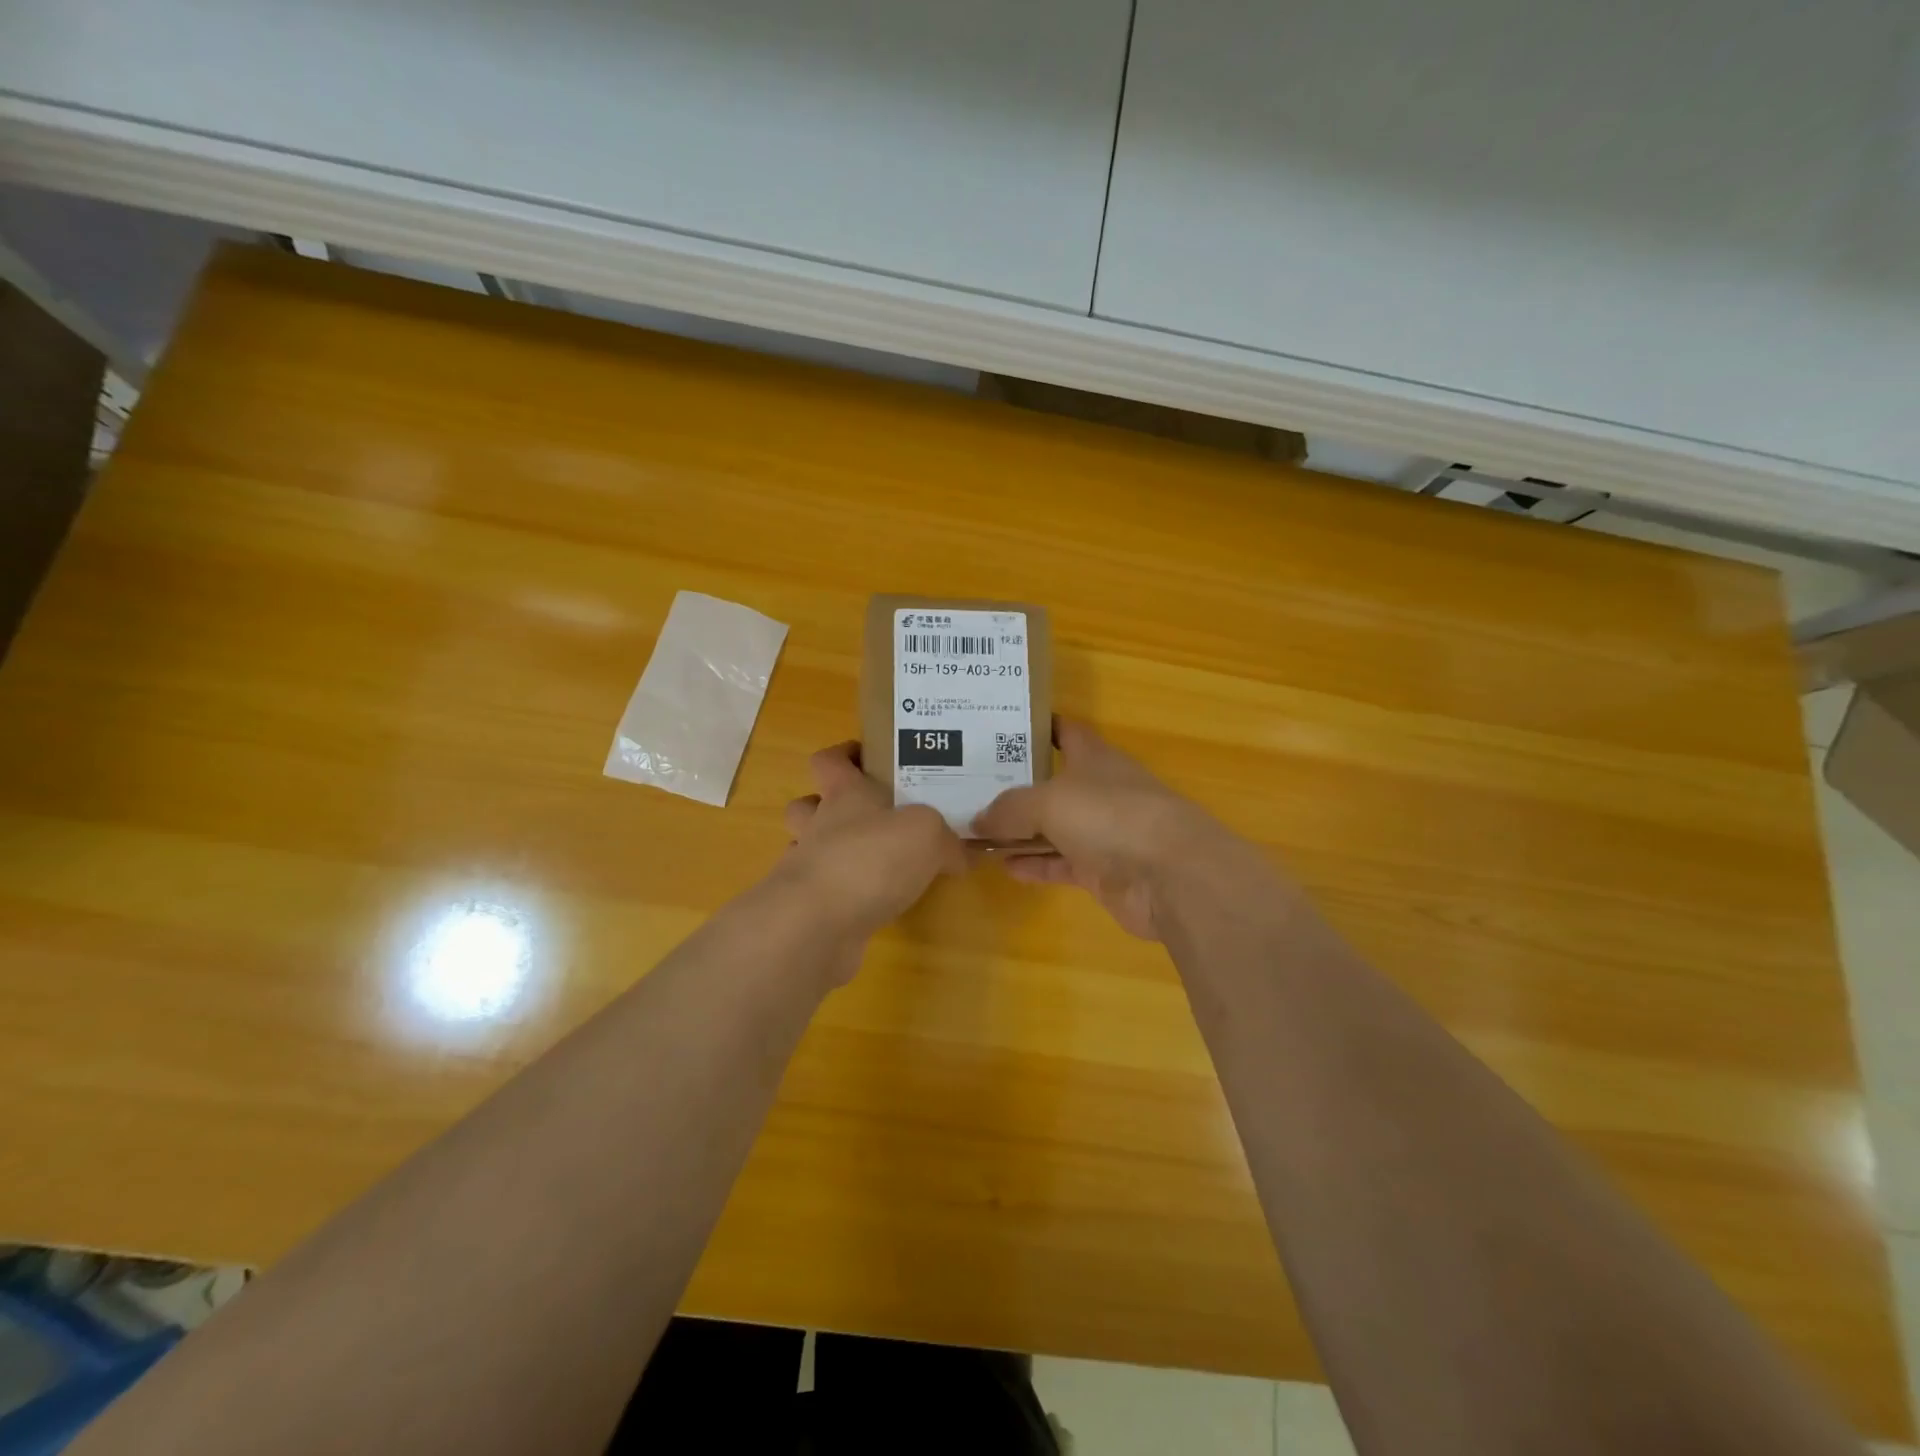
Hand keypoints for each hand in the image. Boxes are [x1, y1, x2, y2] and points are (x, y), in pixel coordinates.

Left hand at [780, 741, 967, 951]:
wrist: (817, 926)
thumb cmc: (870, 859)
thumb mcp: (926, 834)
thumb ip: (945, 839)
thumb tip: (959, 854)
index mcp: (844, 795)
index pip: (829, 760)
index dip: (844, 755)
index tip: (867, 757)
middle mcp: (819, 826)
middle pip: (807, 805)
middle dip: (828, 806)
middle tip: (869, 817)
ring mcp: (807, 869)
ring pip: (810, 850)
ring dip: (833, 853)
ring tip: (872, 863)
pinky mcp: (808, 910)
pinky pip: (823, 893)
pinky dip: (843, 895)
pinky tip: (872, 905)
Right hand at [972, 718, 1256, 939]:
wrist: (1171, 876)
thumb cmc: (1111, 816)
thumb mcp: (1048, 801)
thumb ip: (1008, 809)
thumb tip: (976, 821)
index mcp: (1094, 757)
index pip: (1064, 731)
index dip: (1035, 727)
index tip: (997, 729)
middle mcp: (1099, 790)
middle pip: (1053, 782)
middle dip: (1016, 785)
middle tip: (971, 786)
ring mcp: (1103, 833)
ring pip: (1053, 827)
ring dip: (1020, 831)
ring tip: (977, 831)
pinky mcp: (1103, 871)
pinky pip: (1060, 863)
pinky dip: (1035, 864)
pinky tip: (1004, 867)